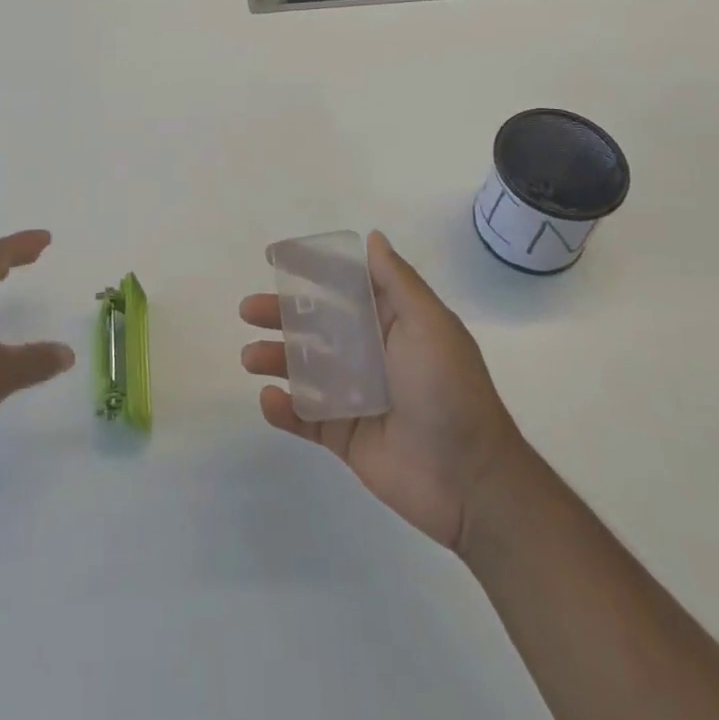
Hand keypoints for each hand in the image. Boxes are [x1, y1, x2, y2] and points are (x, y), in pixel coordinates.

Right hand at [240, 231, 526, 552]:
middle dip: (280, 314)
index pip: (343, 287)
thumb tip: (373, 238)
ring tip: (250, 357)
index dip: (311, 271)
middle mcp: (368, 353)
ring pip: (303, 368)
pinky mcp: (344, 435)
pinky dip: (282, 408)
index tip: (275, 258)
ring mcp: (353, 395)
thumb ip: (397, 281)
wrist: (470, 481)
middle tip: (248, 310)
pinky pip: (304, 416)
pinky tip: (269, 399)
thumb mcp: (429, 323)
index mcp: (390, 323)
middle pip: (314, 325)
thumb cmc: (449, 389)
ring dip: (274, 358)